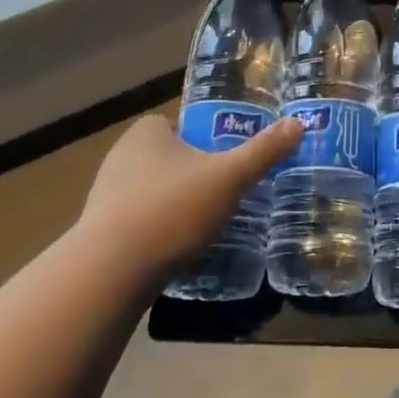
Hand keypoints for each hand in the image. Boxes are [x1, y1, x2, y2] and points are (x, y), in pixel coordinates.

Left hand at [75, 111, 302, 281]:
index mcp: (146, 132)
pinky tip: (177, 248)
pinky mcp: (99, 230)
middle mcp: (121, 155)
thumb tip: (298, 124)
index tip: (227, 161)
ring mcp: (105, 194)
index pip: (180, 124)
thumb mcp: (229, 177)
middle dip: (193, 174)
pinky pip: (138, 220)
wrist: (110, 273)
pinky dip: (158, 229)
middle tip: (224, 193)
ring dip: (175, 203)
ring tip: (205, 224)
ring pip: (153, 190)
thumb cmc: (171, 209)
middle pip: (169, 158)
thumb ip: (263, 151)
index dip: (205, 140)